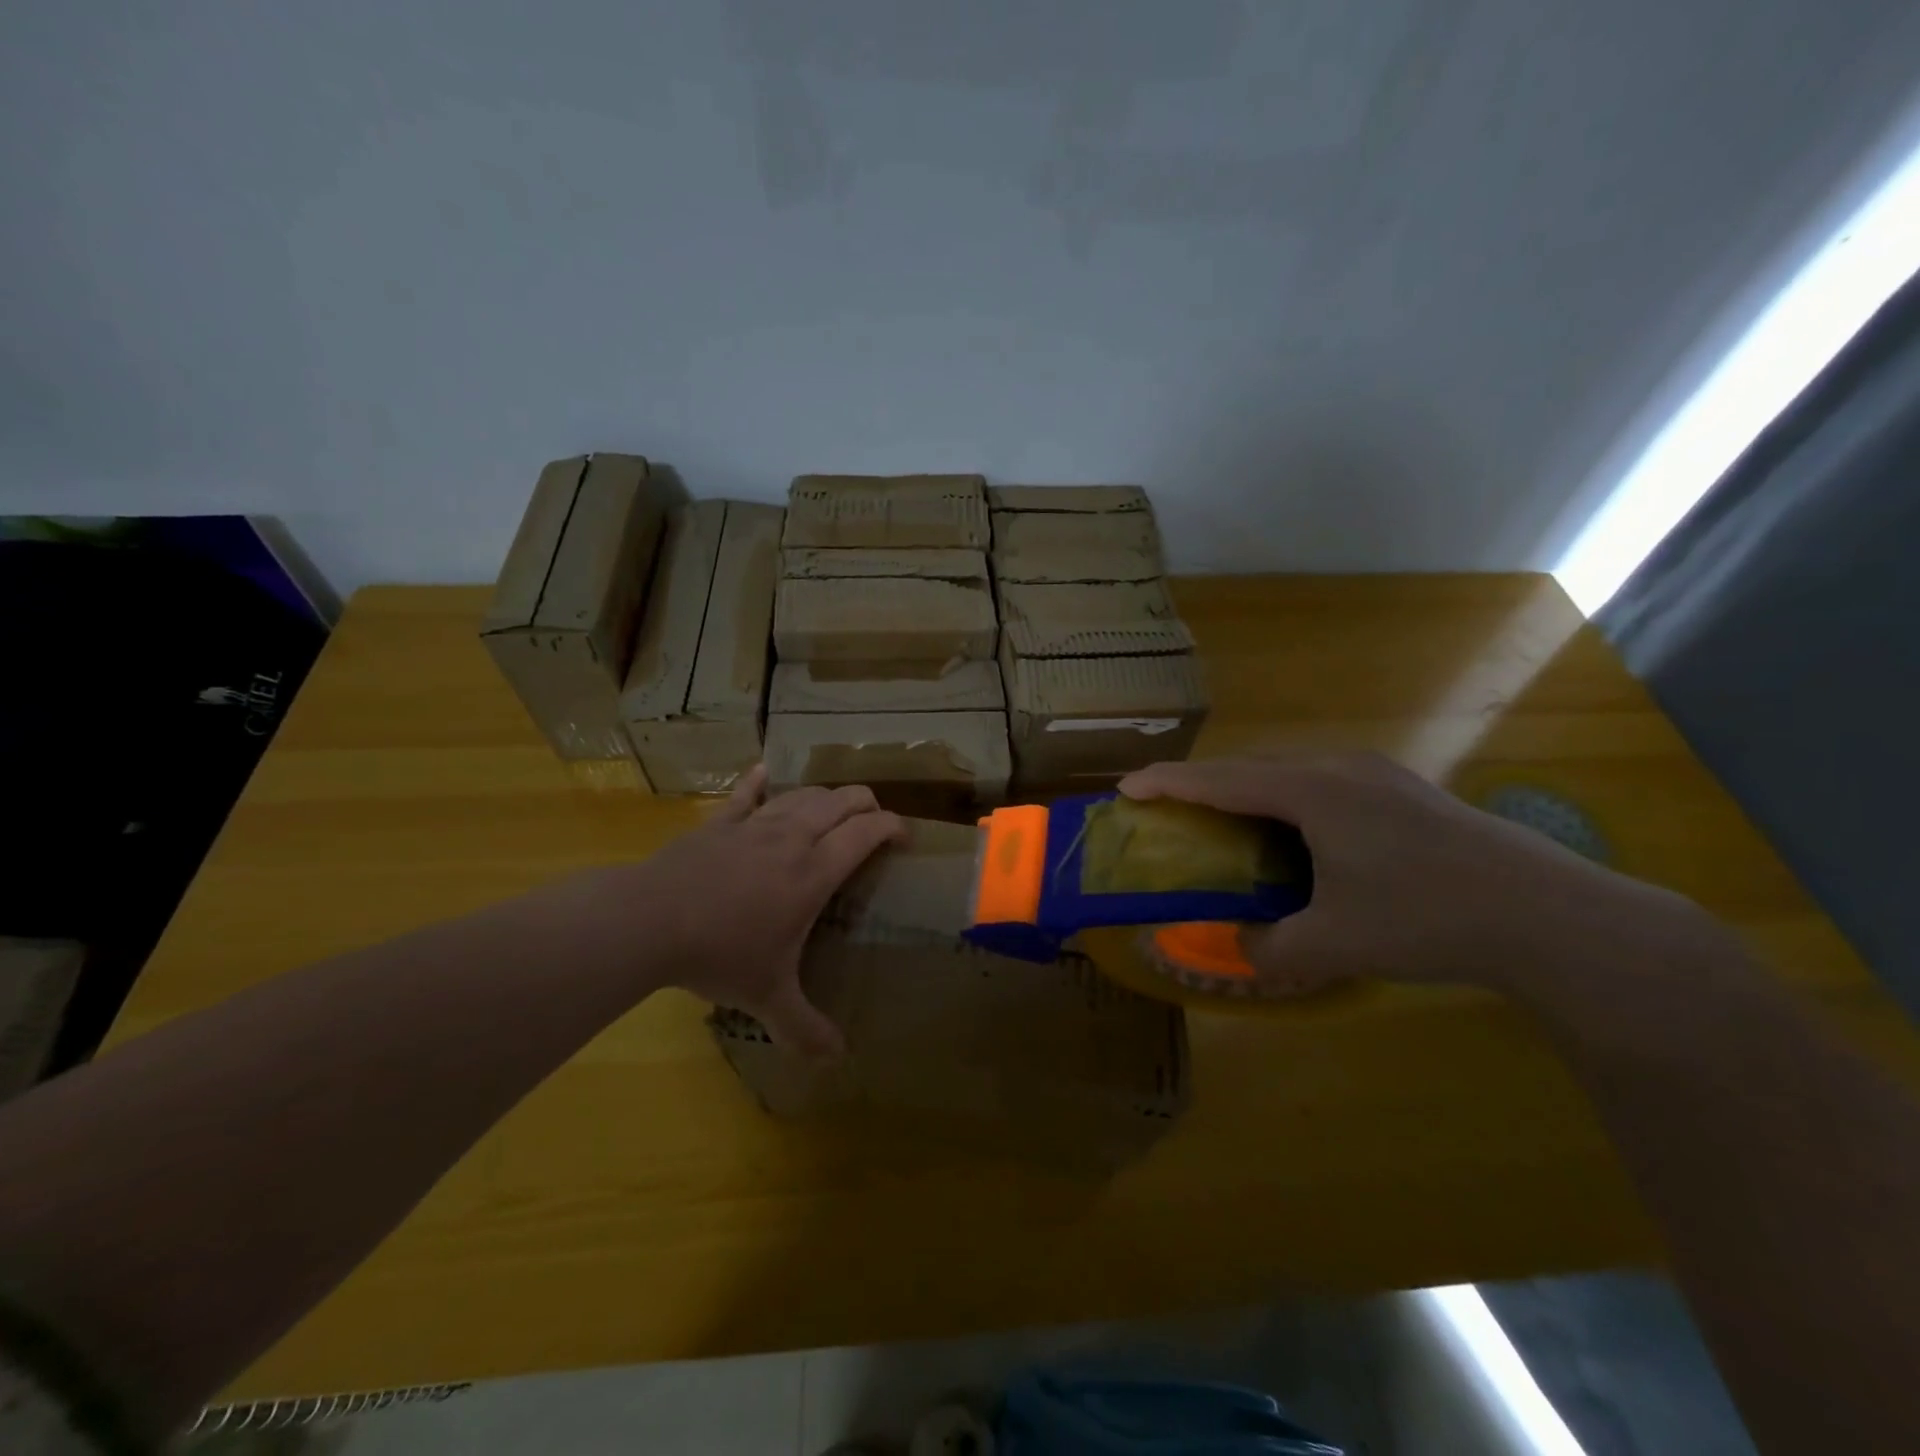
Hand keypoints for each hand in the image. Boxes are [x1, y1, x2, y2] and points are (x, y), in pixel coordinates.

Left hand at [569, 766, 903, 1055]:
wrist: (649, 922)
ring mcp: (755, 825)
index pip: (867, 832)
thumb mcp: (768, 996)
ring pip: (803, 794)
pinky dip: (760, 782)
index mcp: (815, 871)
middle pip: (842, 801)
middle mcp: (793, 837)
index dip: (892, 826)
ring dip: (826, 796)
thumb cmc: (720, 954)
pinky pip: (746, 793)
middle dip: (867, 803)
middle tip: (874, 821)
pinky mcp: (720, 823)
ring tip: (834, 807)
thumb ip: (805, 1028)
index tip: (905, 837)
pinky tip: (765, 773)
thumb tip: (837, 1060)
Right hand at [1120, 753, 1694, 996]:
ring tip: (1226, 822)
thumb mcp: (1334, 944)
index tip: (1126, 787)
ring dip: (1248, 792)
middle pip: (1251, 767)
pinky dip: (1287, 800)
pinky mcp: (1403, 790)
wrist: (1551, 916)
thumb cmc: (1427, 918)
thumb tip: (1243, 947)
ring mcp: (1377, 774)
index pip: (1220, 779)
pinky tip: (1296, 835)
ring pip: (1289, 772)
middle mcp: (1339, 767)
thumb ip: (1271, 950)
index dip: (1168, 783)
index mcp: (1312, 791)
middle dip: (1204, 785)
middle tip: (1171, 811)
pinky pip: (1322, 782)